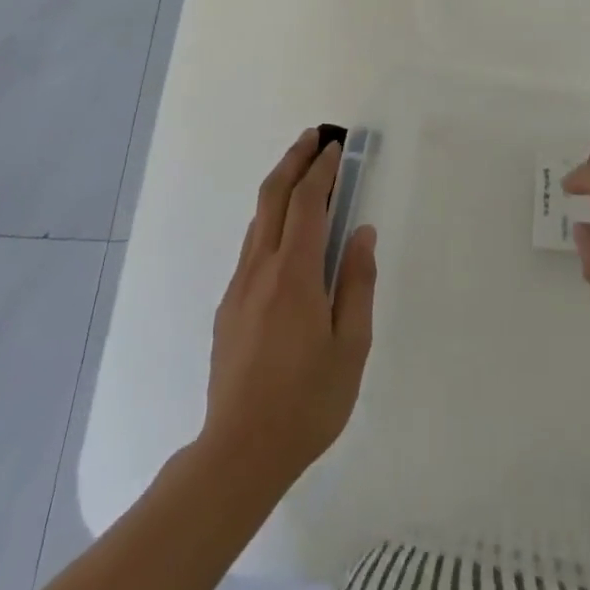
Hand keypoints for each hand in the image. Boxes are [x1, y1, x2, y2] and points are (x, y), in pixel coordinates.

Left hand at [202, 130, 376, 489]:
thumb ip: (357, 283)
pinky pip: (252, 245)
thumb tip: (361, 233)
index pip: (308, 203)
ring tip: (301, 171)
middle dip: (294, 160)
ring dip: (280, 185)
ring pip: (258, 218)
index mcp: (295, 274)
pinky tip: (285, 231)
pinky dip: (270, 218)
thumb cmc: (307, 402)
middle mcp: (261, 268)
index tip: (335, 146)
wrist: (238, 454)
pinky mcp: (228, 306)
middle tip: (313, 135)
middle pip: (273, 196)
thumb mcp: (351, 347)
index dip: (322, 170)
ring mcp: (239, 286)